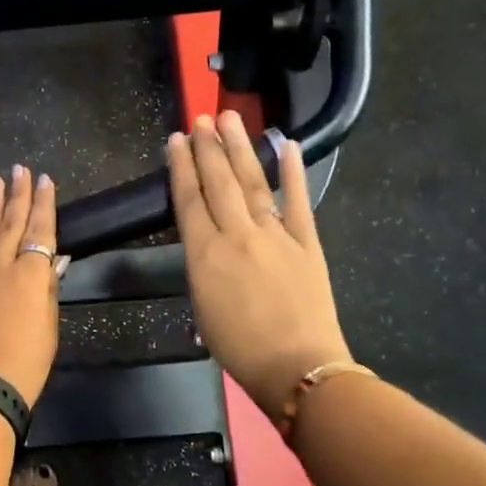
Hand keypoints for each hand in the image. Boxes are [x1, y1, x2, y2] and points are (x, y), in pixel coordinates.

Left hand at [0, 165, 66, 406]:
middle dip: (17, 193)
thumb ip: (47, 289)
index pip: (41, 229)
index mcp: (30, 275)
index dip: (44, 203)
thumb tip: (52, 260)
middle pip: (11, 222)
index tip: (45, 180)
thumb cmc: (24, 364)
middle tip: (19, 169)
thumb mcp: (48, 328)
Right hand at [167, 112, 353, 418]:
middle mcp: (237, 235)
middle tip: (202, 118)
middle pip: (220, 182)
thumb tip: (207, 243)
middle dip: (209, 147)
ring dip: (241, 148)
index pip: (189, 199)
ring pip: (253, 182)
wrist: (297, 367)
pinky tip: (286, 145)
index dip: (182, 167)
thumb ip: (203, 266)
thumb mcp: (203, 306)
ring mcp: (275, 235)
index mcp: (205, 254)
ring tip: (230, 119)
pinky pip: (298, 201)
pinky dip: (293, 172)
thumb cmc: (240, 348)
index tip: (177, 140)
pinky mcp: (308, 242)